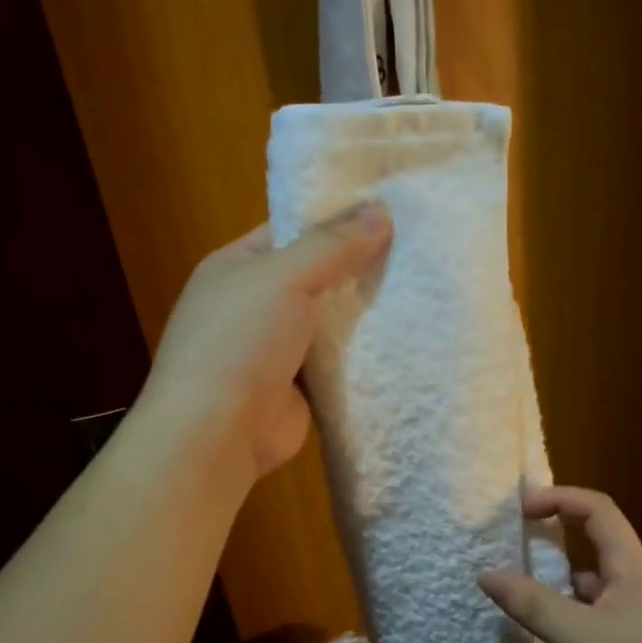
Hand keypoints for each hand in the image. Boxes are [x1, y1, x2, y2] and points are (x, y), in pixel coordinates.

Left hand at [138, 204, 391, 484]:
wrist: (219, 432)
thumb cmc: (240, 341)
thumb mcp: (283, 277)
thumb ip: (332, 245)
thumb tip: (381, 211)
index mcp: (237, 266)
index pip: (291, 229)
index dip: (336, 218)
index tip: (389, 210)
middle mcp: (255, 303)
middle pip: (316, 274)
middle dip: (359, 265)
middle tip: (417, 248)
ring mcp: (277, 347)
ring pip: (331, 320)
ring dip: (366, 311)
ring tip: (423, 287)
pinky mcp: (300, 385)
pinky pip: (339, 360)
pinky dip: (364, 352)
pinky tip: (406, 337)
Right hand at [479, 486, 641, 642]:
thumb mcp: (582, 639)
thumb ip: (534, 605)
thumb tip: (486, 574)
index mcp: (632, 567)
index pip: (598, 509)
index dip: (560, 497)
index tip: (522, 509)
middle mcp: (641, 583)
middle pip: (597, 543)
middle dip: (556, 537)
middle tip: (516, 546)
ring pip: (598, 584)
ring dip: (563, 581)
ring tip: (524, 594)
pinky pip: (603, 615)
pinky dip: (576, 614)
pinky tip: (557, 637)